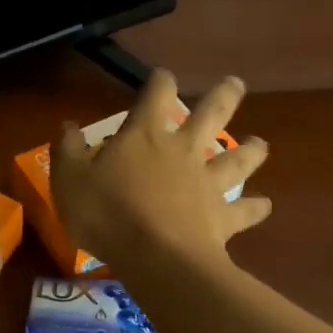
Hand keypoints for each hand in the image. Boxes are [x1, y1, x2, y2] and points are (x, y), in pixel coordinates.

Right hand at [49, 69, 270, 269]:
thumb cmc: (107, 214)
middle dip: (224, 96)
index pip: (156, 94)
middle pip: (211, 114)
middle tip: (236, 84)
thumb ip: (68, 150)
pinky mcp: (223, 217)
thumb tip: (68, 126)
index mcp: (145, 136)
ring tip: (260, 144)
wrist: (156, 256)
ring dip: (252, 150)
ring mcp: (208, 183)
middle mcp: (184, 150)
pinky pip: (245, 210)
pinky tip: (265, 205)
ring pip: (238, 158)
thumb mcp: (69, 180)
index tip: (162, 76)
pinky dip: (256, 207)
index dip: (160, 81)